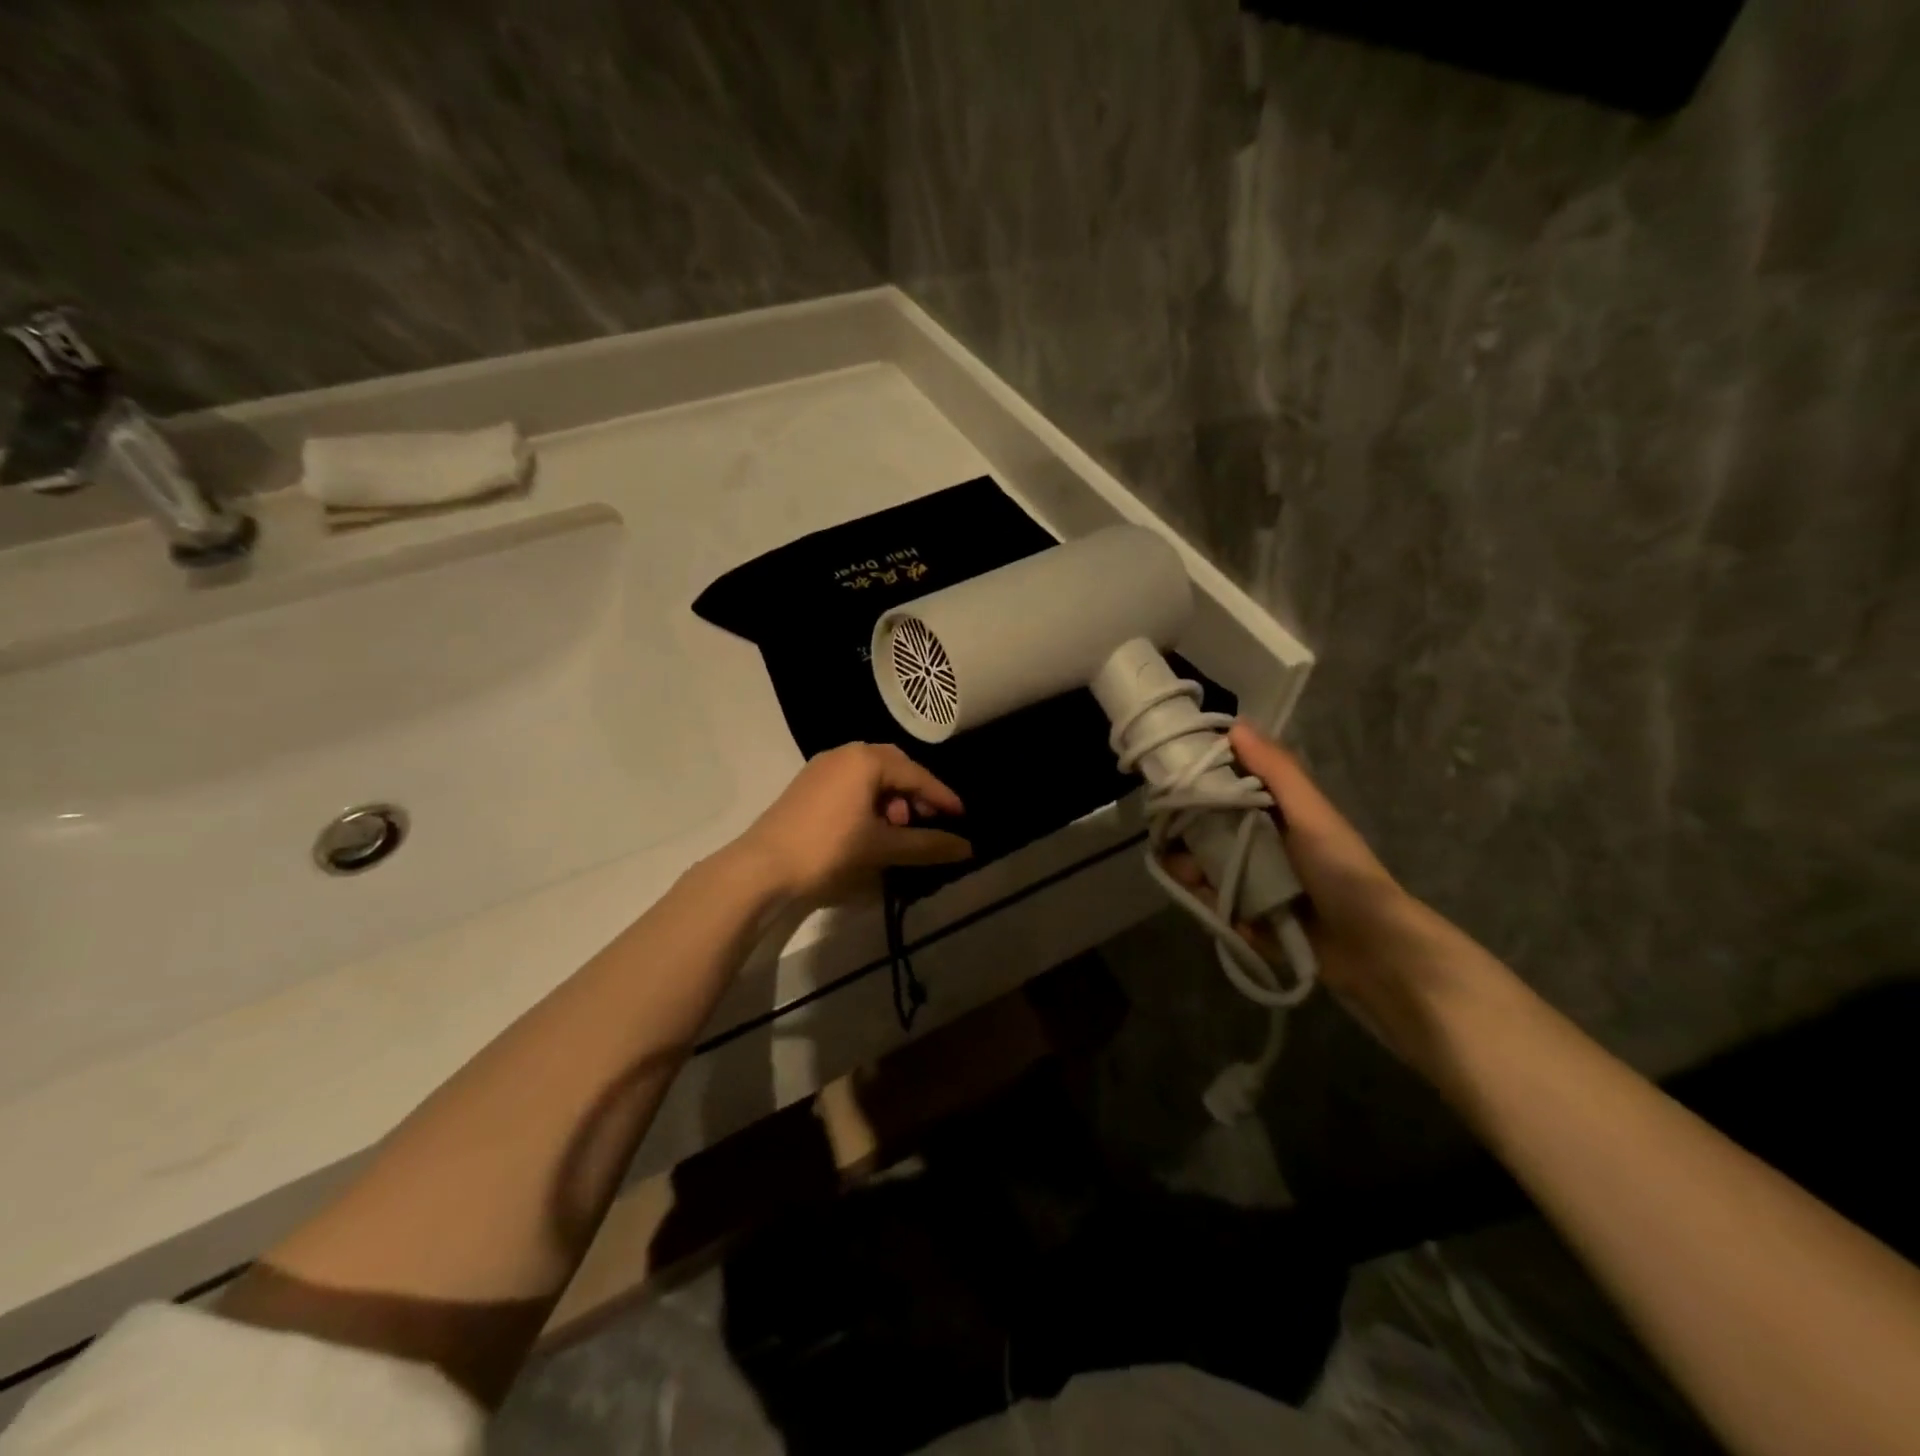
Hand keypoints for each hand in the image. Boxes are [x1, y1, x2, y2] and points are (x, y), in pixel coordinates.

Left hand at [735, 743, 972, 905]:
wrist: (762, 867)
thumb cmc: (829, 849)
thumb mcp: (882, 847)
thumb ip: (927, 845)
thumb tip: (967, 849)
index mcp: (866, 760)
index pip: (916, 775)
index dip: (942, 797)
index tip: (962, 817)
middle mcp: (845, 753)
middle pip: (894, 767)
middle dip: (915, 793)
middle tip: (928, 820)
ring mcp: (823, 766)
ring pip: (871, 774)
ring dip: (892, 797)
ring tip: (897, 829)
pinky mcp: (808, 784)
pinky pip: (851, 781)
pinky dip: (869, 799)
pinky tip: (870, 827)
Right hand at [1162, 721, 1492, 1049]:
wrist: (1372, 950)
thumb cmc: (1341, 871)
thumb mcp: (1310, 814)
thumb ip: (1276, 771)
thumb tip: (1235, 725)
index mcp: (1275, 815)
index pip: (1223, 790)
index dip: (1195, 786)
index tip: (1167, 786)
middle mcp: (1260, 844)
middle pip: (1205, 832)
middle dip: (1185, 836)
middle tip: (1170, 843)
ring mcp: (1253, 884)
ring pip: (1204, 869)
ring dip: (1191, 872)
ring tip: (1190, 879)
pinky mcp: (1248, 919)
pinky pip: (1215, 905)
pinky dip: (1210, 905)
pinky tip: (1214, 908)